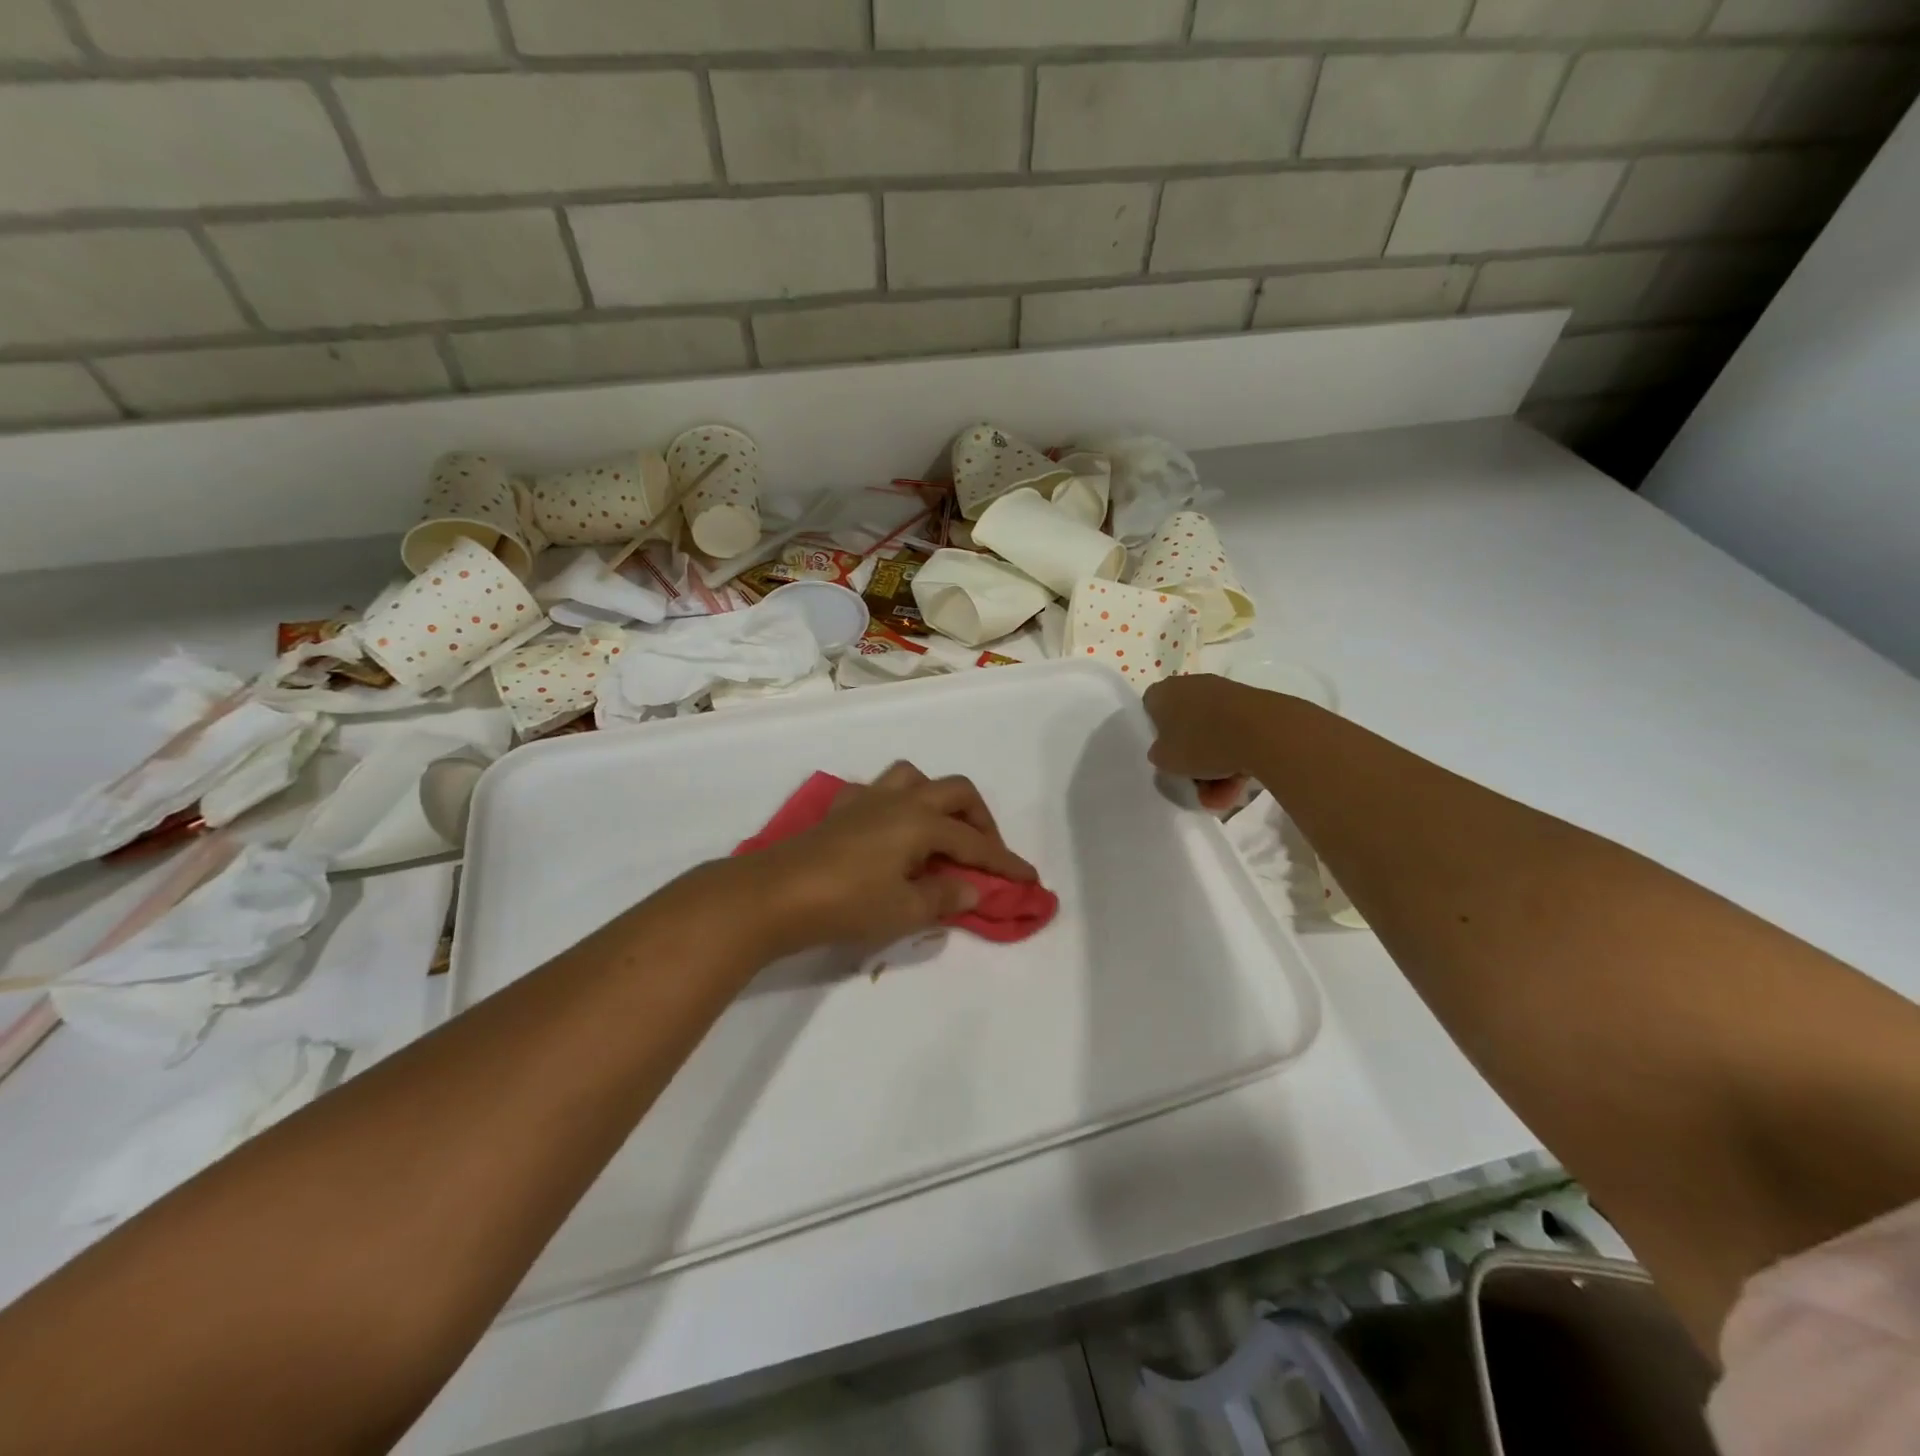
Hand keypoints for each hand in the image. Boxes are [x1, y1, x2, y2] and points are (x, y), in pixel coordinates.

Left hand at [726, 763, 1036, 957]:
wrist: (774, 894)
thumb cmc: (845, 903)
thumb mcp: (903, 910)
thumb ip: (944, 897)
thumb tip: (973, 889)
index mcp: (921, 822)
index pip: (975, 842)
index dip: (1005, 862)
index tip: (1030, 879)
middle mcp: (900, 800)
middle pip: (954, 791)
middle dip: (980, 819)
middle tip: (985, 853)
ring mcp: (867, 800)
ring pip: (915, 778)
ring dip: (938, 800)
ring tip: (941, 833)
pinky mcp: (840, 810)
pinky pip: (879, 792)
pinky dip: (897, 804)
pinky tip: (891, 832)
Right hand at [1143, 674, 1259, 810]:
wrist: (1263, 732)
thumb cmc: (1201, 743)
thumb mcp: (1165, 761)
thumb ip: (1159, 755)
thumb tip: (1167, 751)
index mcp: (1164, 692)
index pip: (1149, 709)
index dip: (1155, 734)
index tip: (1165, 756)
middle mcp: (1192, 686)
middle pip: (1184, 726)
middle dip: (1190, 759)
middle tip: (1195, 784)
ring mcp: (1224, 693)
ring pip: (1212, 735)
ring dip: (1215, 767)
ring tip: (1224, 796)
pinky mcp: (1252, 705)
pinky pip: (1235, 735)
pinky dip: (1235, 758)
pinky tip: (1240, 784)